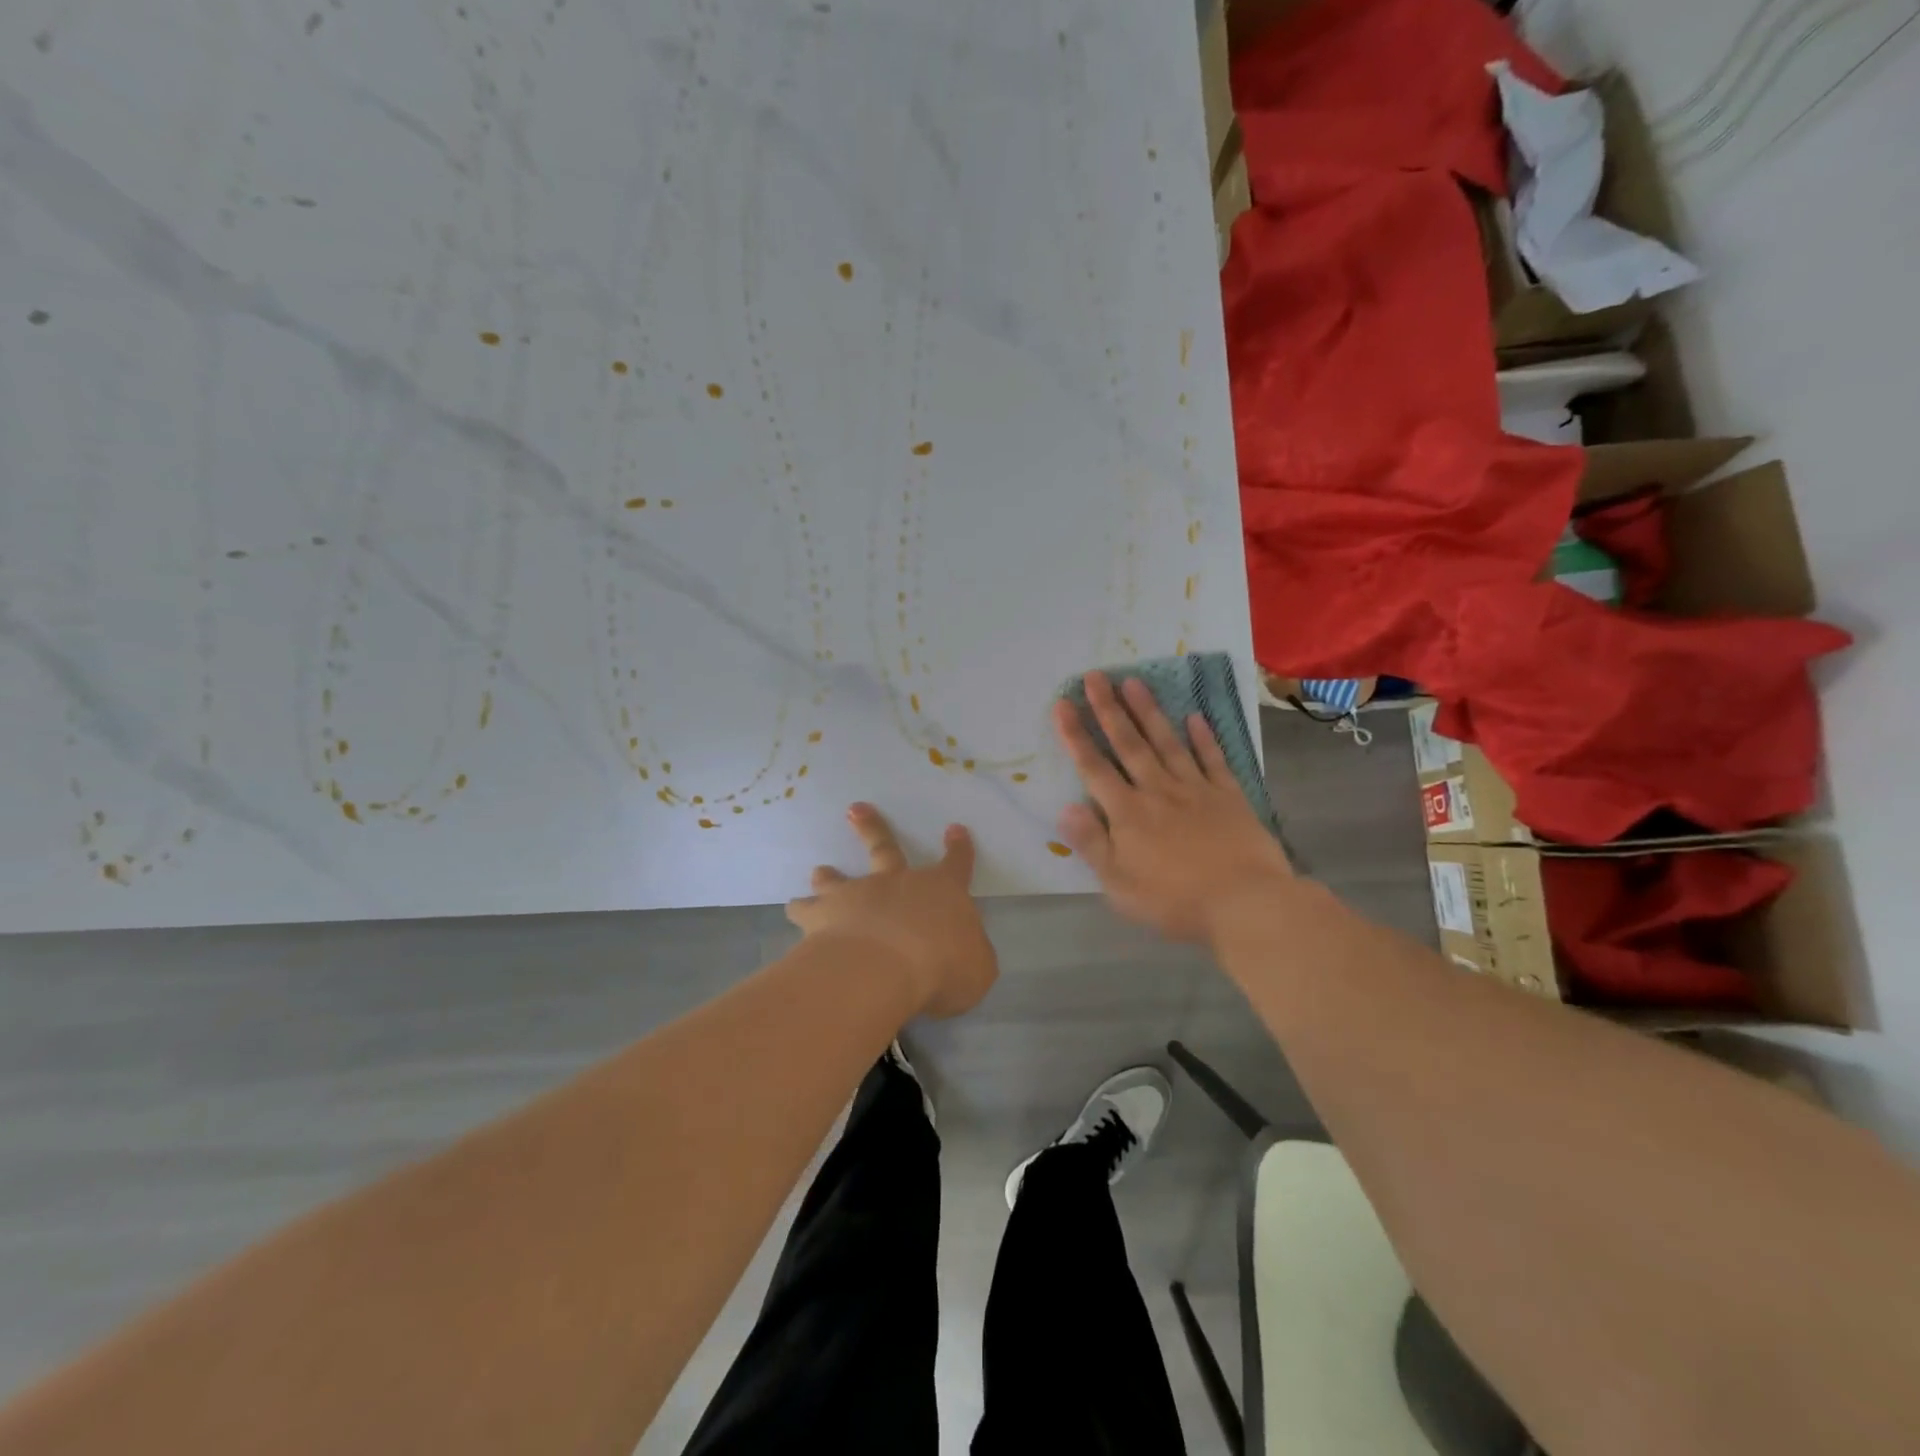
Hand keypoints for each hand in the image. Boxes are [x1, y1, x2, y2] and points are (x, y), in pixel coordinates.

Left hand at [788, 803, 998, 1018]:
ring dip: (830, 874)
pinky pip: (807, 909)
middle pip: (885, 848)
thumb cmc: (941, 967)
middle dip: (873, 827)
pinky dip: (800, 909)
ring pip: (840, 878)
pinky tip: (793, 909)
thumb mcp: (977, 969)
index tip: (955, 828)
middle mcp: (898, 883)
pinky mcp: (824, 915)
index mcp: (942, 892)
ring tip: (819, 870)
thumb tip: (965, 952)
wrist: (883, 968)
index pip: (956, 864)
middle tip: (855, 809)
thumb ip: (971, 956)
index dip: (958, 848)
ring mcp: (857, 895)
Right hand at [1053, 671, 1292, 943]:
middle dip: (1109, 708)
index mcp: (1127, 813)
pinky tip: (1195, 717)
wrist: (1245, 903)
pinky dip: (1204, 738)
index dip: (1075, 735)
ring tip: (1134, 682)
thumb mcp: (1119, 885)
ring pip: (1166, 742)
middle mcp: (1157, 790)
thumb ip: (1091, 844)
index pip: (1094, 767)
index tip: (1063, 704)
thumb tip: (1064, 808)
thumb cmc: (1175, 901)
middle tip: (1096, 676)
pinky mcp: (1228, 795)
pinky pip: (1212, 760)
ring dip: (1148, 712)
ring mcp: (1195, 789)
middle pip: (1129, 744)